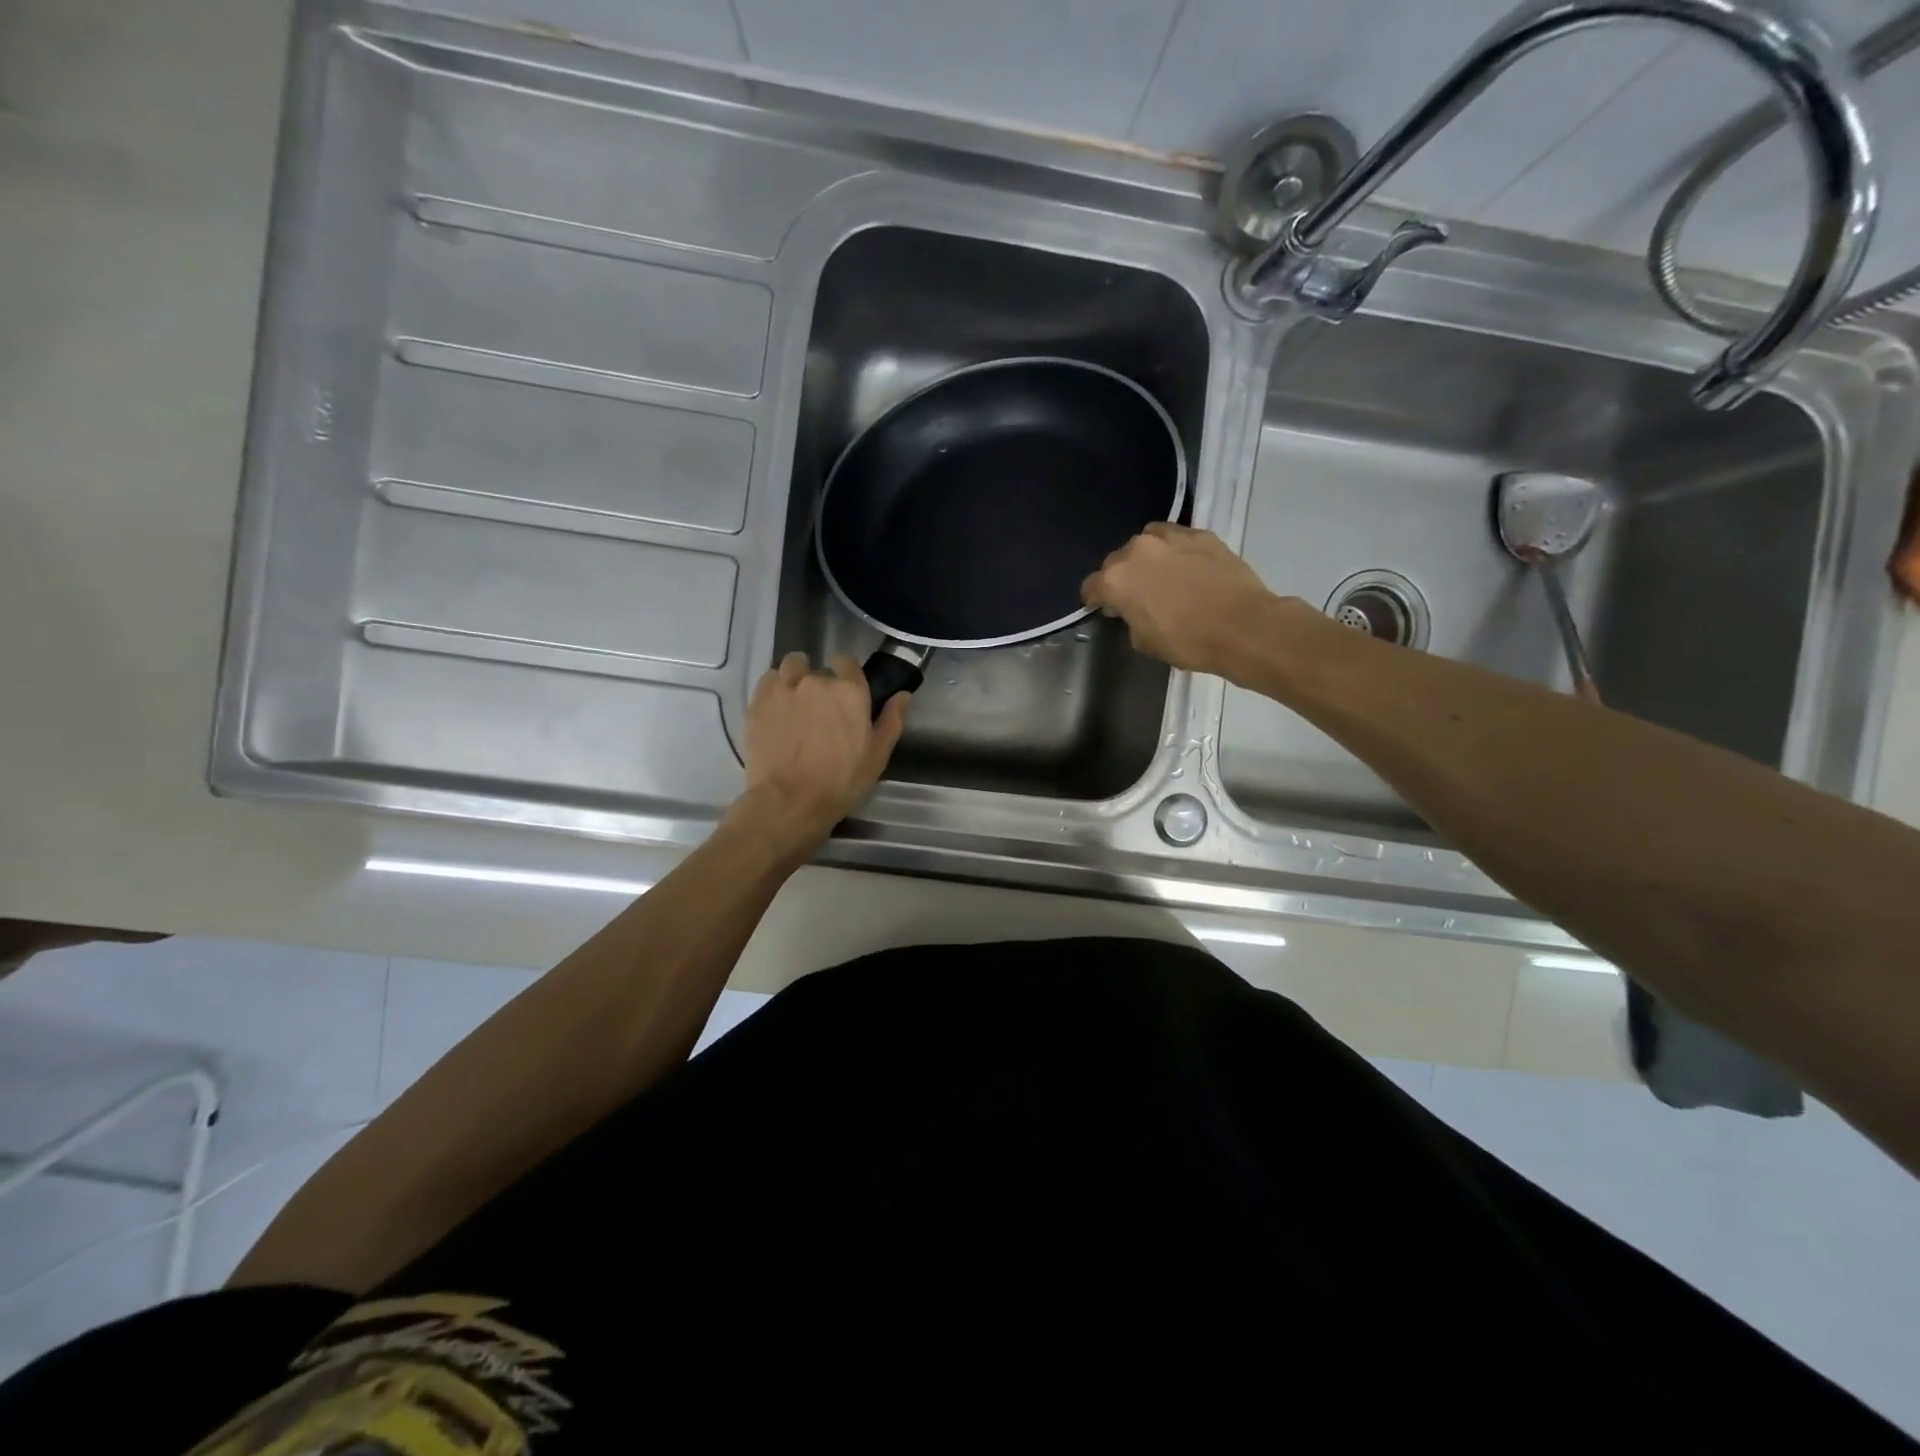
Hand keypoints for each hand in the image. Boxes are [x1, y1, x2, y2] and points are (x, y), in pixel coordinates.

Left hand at [734, 652, 909, 851]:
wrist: (789, 801)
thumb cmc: (840, 782)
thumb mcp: (877, 756)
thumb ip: (891, 721)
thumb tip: (903, 694)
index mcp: (850, 691)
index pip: (847, 662)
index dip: (845, 673)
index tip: (843, 691)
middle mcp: (817, 681)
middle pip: (818, 669)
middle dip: (820, 685)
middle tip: (819, 712)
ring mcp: (785, 688)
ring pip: (791, 667)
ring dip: (795, 678)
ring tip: (794, 704)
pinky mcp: (759, 700)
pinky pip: (768, 679)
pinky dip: (774, 689)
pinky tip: (776, 710)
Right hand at [1082, 523, 1277, 676]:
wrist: (1243, 627)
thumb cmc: (1188, 641)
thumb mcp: (1145, 641)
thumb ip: (1130, 619)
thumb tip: (1134, 610)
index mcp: (1116, 579)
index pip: (1091, 587)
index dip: (1096, 600)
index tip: (1106, 610)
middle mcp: (1137, 550)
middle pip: (1118, 561)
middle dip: (1123, 577)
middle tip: (1138, 596)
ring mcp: (1171, 537)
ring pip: (1148, 542)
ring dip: (1149, 558)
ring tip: (1163, 576)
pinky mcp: (1202, 534)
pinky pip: (1178, 540)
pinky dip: (1177, 553)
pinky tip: (1189, 570)